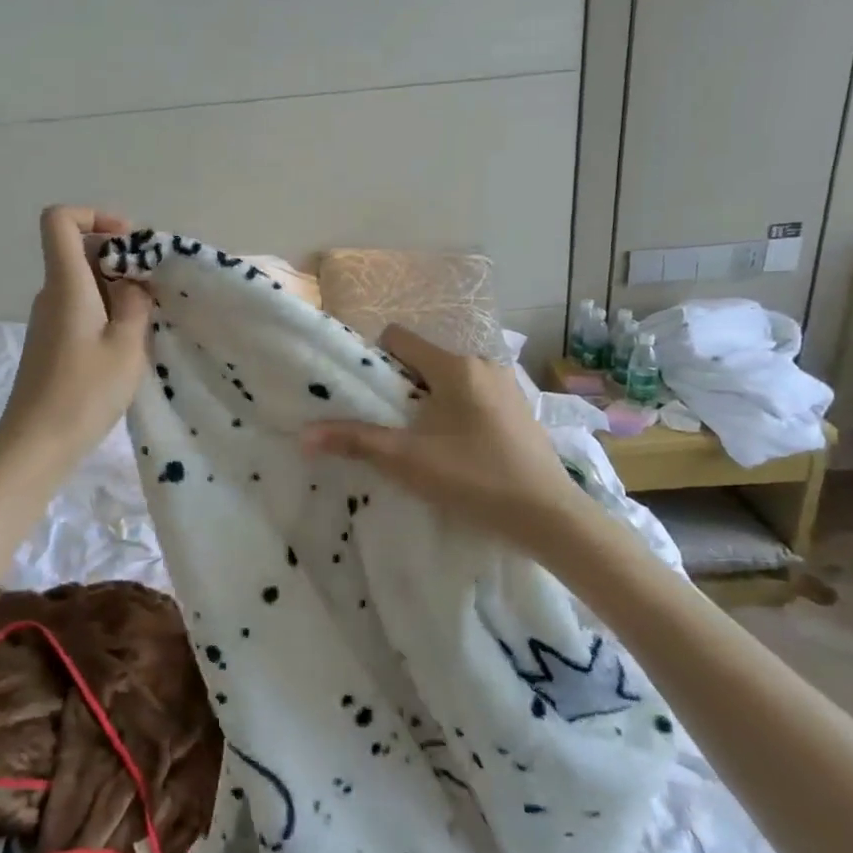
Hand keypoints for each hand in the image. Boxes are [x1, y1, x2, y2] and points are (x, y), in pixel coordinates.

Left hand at [0, 206, 151, 467]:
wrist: (35, 445)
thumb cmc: (83, 393)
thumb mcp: (126, 346)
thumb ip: (135, 304)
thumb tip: (133, 283)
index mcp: (66, 284)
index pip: (59, 220)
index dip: (94, 215)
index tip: (130, 242)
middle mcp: (51, 294)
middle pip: (79, 251)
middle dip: (121, 259)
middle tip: (155, 290)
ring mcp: (48, 320)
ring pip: (84, 283)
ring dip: (118, 291)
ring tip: (148, 322)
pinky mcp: (51, 344)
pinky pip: (81, 309)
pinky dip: (107, 314)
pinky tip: (128, 346)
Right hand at [301, 325, 588, 553]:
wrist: (548, 515)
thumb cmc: (474, 479)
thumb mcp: (407, 461)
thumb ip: (354, 442)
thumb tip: (304, 435)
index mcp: (455, 366)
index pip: (399, 337)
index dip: (375, 360)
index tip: (368, 396)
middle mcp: (482, 363)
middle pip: (423, 359)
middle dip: (401, 386)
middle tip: (390, 424)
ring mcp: (506, 385)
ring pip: (449, 378)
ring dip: (429, 400)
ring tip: (422, 440)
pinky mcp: (519, 408)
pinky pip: (473, 394)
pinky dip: (456, 411)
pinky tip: (458, 448)